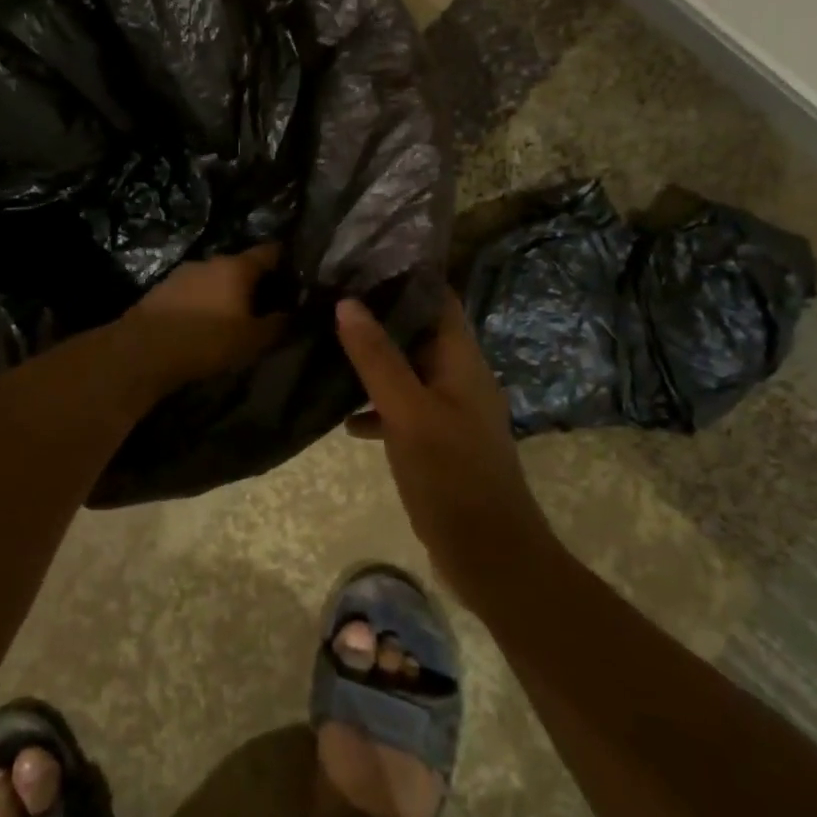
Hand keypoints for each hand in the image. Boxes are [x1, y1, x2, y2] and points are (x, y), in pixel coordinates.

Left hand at [125, 245, 289, 391]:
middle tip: (266, 303)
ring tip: (234, 316)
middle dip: (253, 282)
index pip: (269, 252)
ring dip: (225, 293)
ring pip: (213, 278)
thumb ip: (276, 325)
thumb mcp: (251, 340)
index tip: (295, 273)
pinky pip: (192, 292)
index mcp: (236, 267)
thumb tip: (290, 314)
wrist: (142, 350)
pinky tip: (203, 323)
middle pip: (240, 265)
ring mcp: (182, 273)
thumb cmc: (206, 340)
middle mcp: (209, 262)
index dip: (284, 260)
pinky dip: (202, 302)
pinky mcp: (161, 290)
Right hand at [337, 293, 552, 599]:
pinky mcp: (438, 441)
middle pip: (418, 331)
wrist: (490, 556)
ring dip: (373, 361)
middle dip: (378, 315)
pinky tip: (343, 418)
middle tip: (329, 298)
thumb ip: (377, 358)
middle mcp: (459, 377)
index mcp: (462, 360)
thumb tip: (347, 303)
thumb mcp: (408, 412)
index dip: (404, 276)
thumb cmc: (452, 476)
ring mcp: (450, 410)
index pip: (438, 299)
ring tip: (327, 344)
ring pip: (407, 371)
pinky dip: (376, 406)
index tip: (360, 260)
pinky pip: (403, 408)